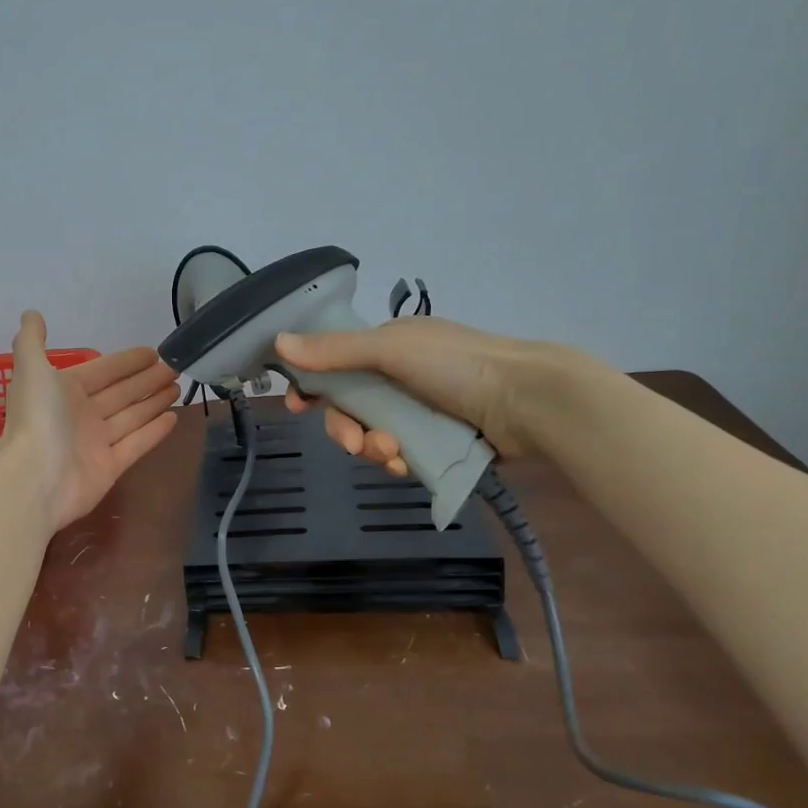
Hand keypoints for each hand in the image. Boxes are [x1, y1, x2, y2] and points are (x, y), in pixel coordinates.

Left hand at [0, 311, 179, 530]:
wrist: (35, 479)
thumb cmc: (37, 419)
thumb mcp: (31, 370)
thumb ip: (31, 341)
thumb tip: (31, 313)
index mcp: (65, 391)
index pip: (103, 371)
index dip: (127, 362)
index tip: (153, 352)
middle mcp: (82, 415)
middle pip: (121, 393)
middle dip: (147, 379)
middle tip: (175, 368)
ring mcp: (97, 443)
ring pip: (132, 416)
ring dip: (154, 401)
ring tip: (178, 387)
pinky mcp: (110, 468)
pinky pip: (137, 444)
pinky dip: (155, 431)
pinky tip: (174, 417)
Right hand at [277, 316, 566, 472]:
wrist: (528, 401)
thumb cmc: (457, 365)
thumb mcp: (391, 350)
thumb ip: (335, 350)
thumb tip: (279, 342)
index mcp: (389, 347)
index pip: (336, 366)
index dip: (313, 386)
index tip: (297, 408)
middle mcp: (401, 377)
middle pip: (351, 408)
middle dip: (346, 429)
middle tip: (355, 444)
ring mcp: (421, 411)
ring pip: (374, 435)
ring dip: (374, 448)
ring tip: (393, 455)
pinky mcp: (438, 441)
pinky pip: (401, 455)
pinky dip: (398, 461)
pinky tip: (407, 465)